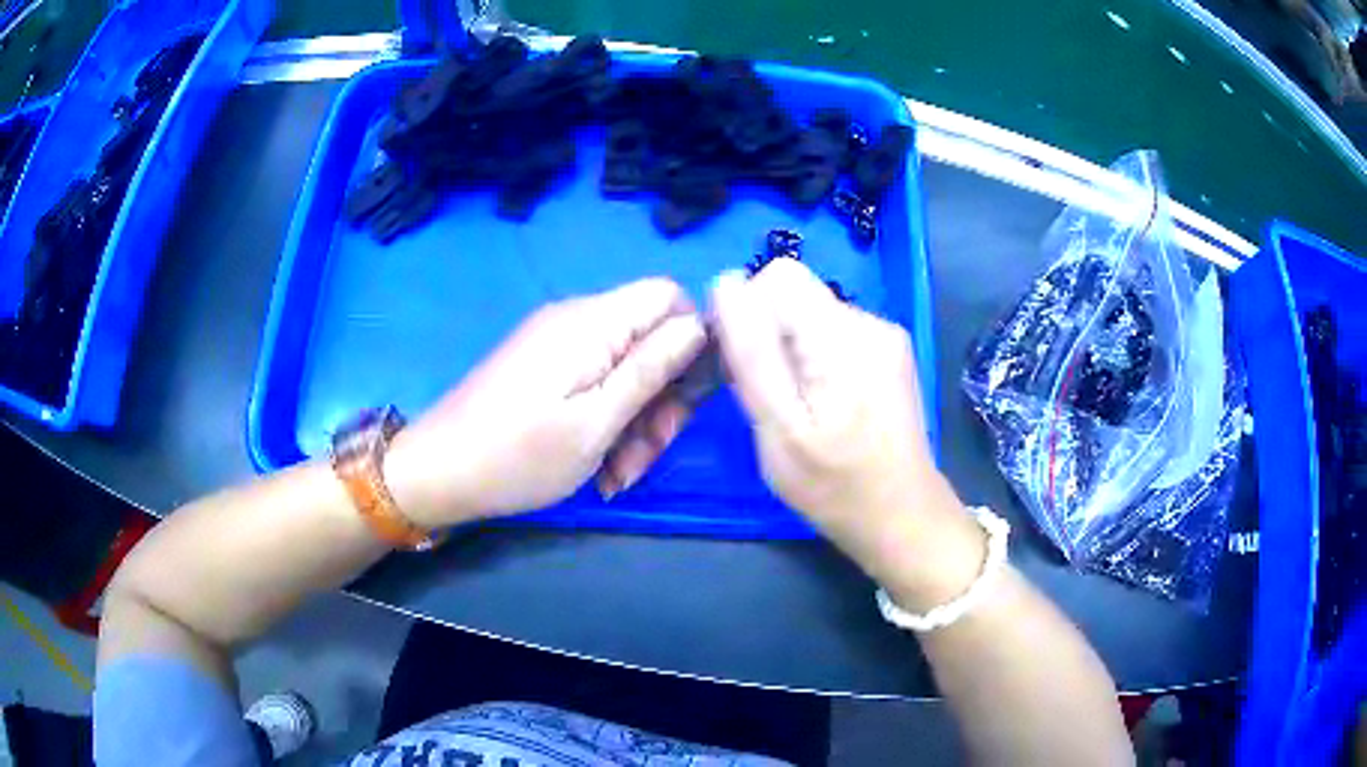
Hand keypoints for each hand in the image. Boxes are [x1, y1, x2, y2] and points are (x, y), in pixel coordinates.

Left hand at [385, 278, 706, 526]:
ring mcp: (556, 344)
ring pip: (624, 369)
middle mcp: (576, 321)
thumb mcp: (596, 422)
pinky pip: (594, 383)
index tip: (690, 398)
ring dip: (635, 422)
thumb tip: (699, 327)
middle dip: (661, 399)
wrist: (437, 472)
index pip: (668, 296)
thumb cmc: (519, 455)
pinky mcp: (541, 367)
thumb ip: (651, 369)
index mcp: (593, 323)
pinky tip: (600, 467)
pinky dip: (606, 422)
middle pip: (649, 339)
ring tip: (619, 475)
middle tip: (649, 454)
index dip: (693, 340)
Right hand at [711, 259, 982, 605]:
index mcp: (843, 335)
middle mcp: (870, 320)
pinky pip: (831, 334)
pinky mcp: (889, 352)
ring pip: (809, 316)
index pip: (778, 276)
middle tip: (771, 398)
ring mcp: (885, 335)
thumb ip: (751, 353)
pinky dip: (815, 360)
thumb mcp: (778, 428)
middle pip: (794, 295)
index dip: (749, 312)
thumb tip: (726, 283)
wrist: (903, 516)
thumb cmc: (834, 485)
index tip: (746, 366)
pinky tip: (827, 406)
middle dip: (768, 336)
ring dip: (791, 351)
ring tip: (799, 409)